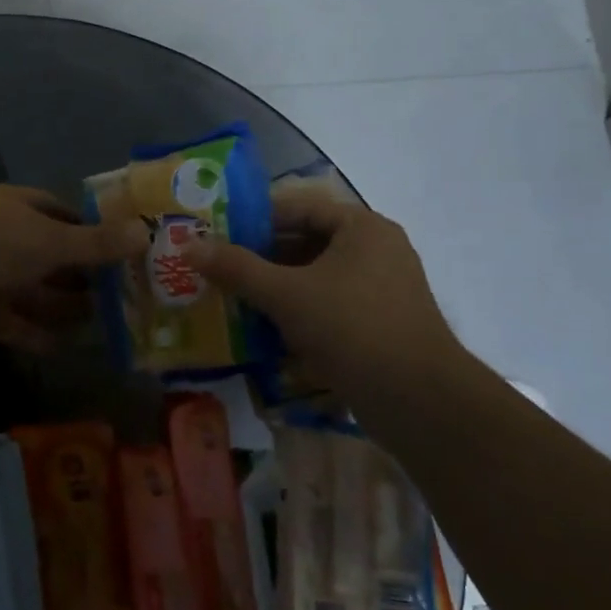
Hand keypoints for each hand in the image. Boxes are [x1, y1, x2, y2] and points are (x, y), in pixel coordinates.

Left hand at [0, 186, 147, 351]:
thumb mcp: (54, 238)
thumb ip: (97, 242)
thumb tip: (146, 233)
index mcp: (16, 207)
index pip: (56, 213)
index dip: (84, 228)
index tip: (113, 247)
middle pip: (44, 256)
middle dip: (75, 274)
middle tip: (114, 293)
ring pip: (29, 291)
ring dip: (59, 307)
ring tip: (97, 323)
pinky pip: (10, 322)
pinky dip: (33, 334)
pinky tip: (61, 348)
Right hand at [189, 191, 463, 398]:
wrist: (421, 401)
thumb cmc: (352, 329)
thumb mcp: (286, 295)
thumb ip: (237, 268)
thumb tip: (190, 246)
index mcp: (361, 227)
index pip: (297, 207)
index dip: (254, 219)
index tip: (216, 235)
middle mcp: (377, 249)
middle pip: (307, 242)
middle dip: (262, 258)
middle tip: (219, 270)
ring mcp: (383, 288)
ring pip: (317, 277)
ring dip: (278, 288)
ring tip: (235, 300)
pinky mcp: (382, 323)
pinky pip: (331, 305)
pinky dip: (300, 312)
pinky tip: (268, 331)